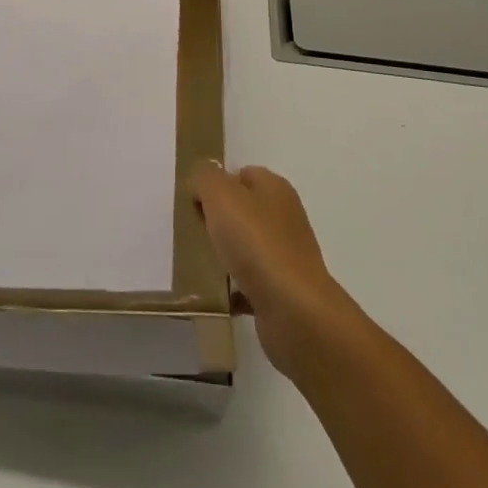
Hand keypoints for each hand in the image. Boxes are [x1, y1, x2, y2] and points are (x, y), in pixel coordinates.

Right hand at [188, 160, 358, 380]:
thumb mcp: (221, 195)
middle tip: (193, 232)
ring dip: (224, 256)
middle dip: (217, 220)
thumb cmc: (257, 243)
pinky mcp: (283, 292)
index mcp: (275, 189)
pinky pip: (250, 284)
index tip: (194, 202)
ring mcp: (286, 257)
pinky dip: (233, 289)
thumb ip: (206, 178)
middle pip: (243, 211)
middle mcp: (284, 218)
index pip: (241, 174)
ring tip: (199, 265)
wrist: (295, 312)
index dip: (216, 184)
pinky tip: (216, 296)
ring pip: (246, 248)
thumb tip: (202, 181)